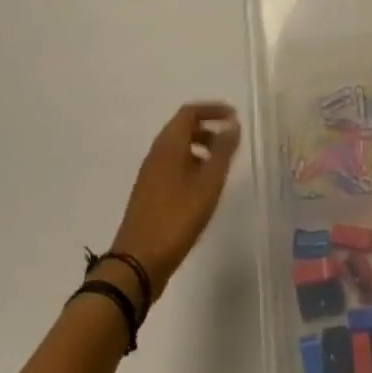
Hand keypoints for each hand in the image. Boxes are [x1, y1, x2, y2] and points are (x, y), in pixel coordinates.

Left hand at [108, 102, 241, 302]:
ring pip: (177, 148)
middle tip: (230, 143)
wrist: (137, 262)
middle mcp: (156, 154)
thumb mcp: (208, 183)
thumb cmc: (177, 218)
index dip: (212, 110)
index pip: (189, 112)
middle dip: (208, 129)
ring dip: (200, 148)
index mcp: (168, 145)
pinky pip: (172, 166)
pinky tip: (203, 189)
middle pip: (182, 128)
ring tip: (220, 167)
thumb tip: (233, 124)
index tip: (234, 117)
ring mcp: (150, 174)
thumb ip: (222, 151)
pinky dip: (191, 165)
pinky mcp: (149, 193)